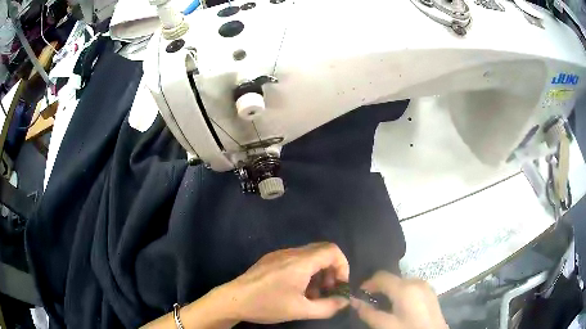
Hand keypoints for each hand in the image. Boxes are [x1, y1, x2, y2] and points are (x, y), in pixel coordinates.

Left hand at [216, 242, 349, 323]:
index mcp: (300, 262)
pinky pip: (296, 259)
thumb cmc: (267, 305)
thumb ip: (328, 306)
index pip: (332, 250)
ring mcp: (279, 254)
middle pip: (322, 251)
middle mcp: (291, 252)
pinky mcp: (270, 259)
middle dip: (331, 270)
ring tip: (312, 294)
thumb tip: (345, 301)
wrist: (232, 300)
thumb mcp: (300, 310)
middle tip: (328, 290)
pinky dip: (305, 271)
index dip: (343, 266)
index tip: (339, 285)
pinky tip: (297, 289)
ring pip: (309, 256)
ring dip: (318, 272)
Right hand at [352, 272, 447, 328]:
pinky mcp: (431, 292)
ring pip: (402, 282)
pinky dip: (402, 292)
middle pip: (393, 278)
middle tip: (369, 301)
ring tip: (383, 304)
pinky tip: (399, 306)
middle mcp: (417, 281)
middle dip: (379, 287)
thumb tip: (353, 301)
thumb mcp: (385, 325)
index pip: (381, 276)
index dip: (367, 283)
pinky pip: (412, 287)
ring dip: (390, 290)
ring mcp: (426, 286)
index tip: (359, 294)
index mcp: (405, 287)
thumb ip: (367, 312)